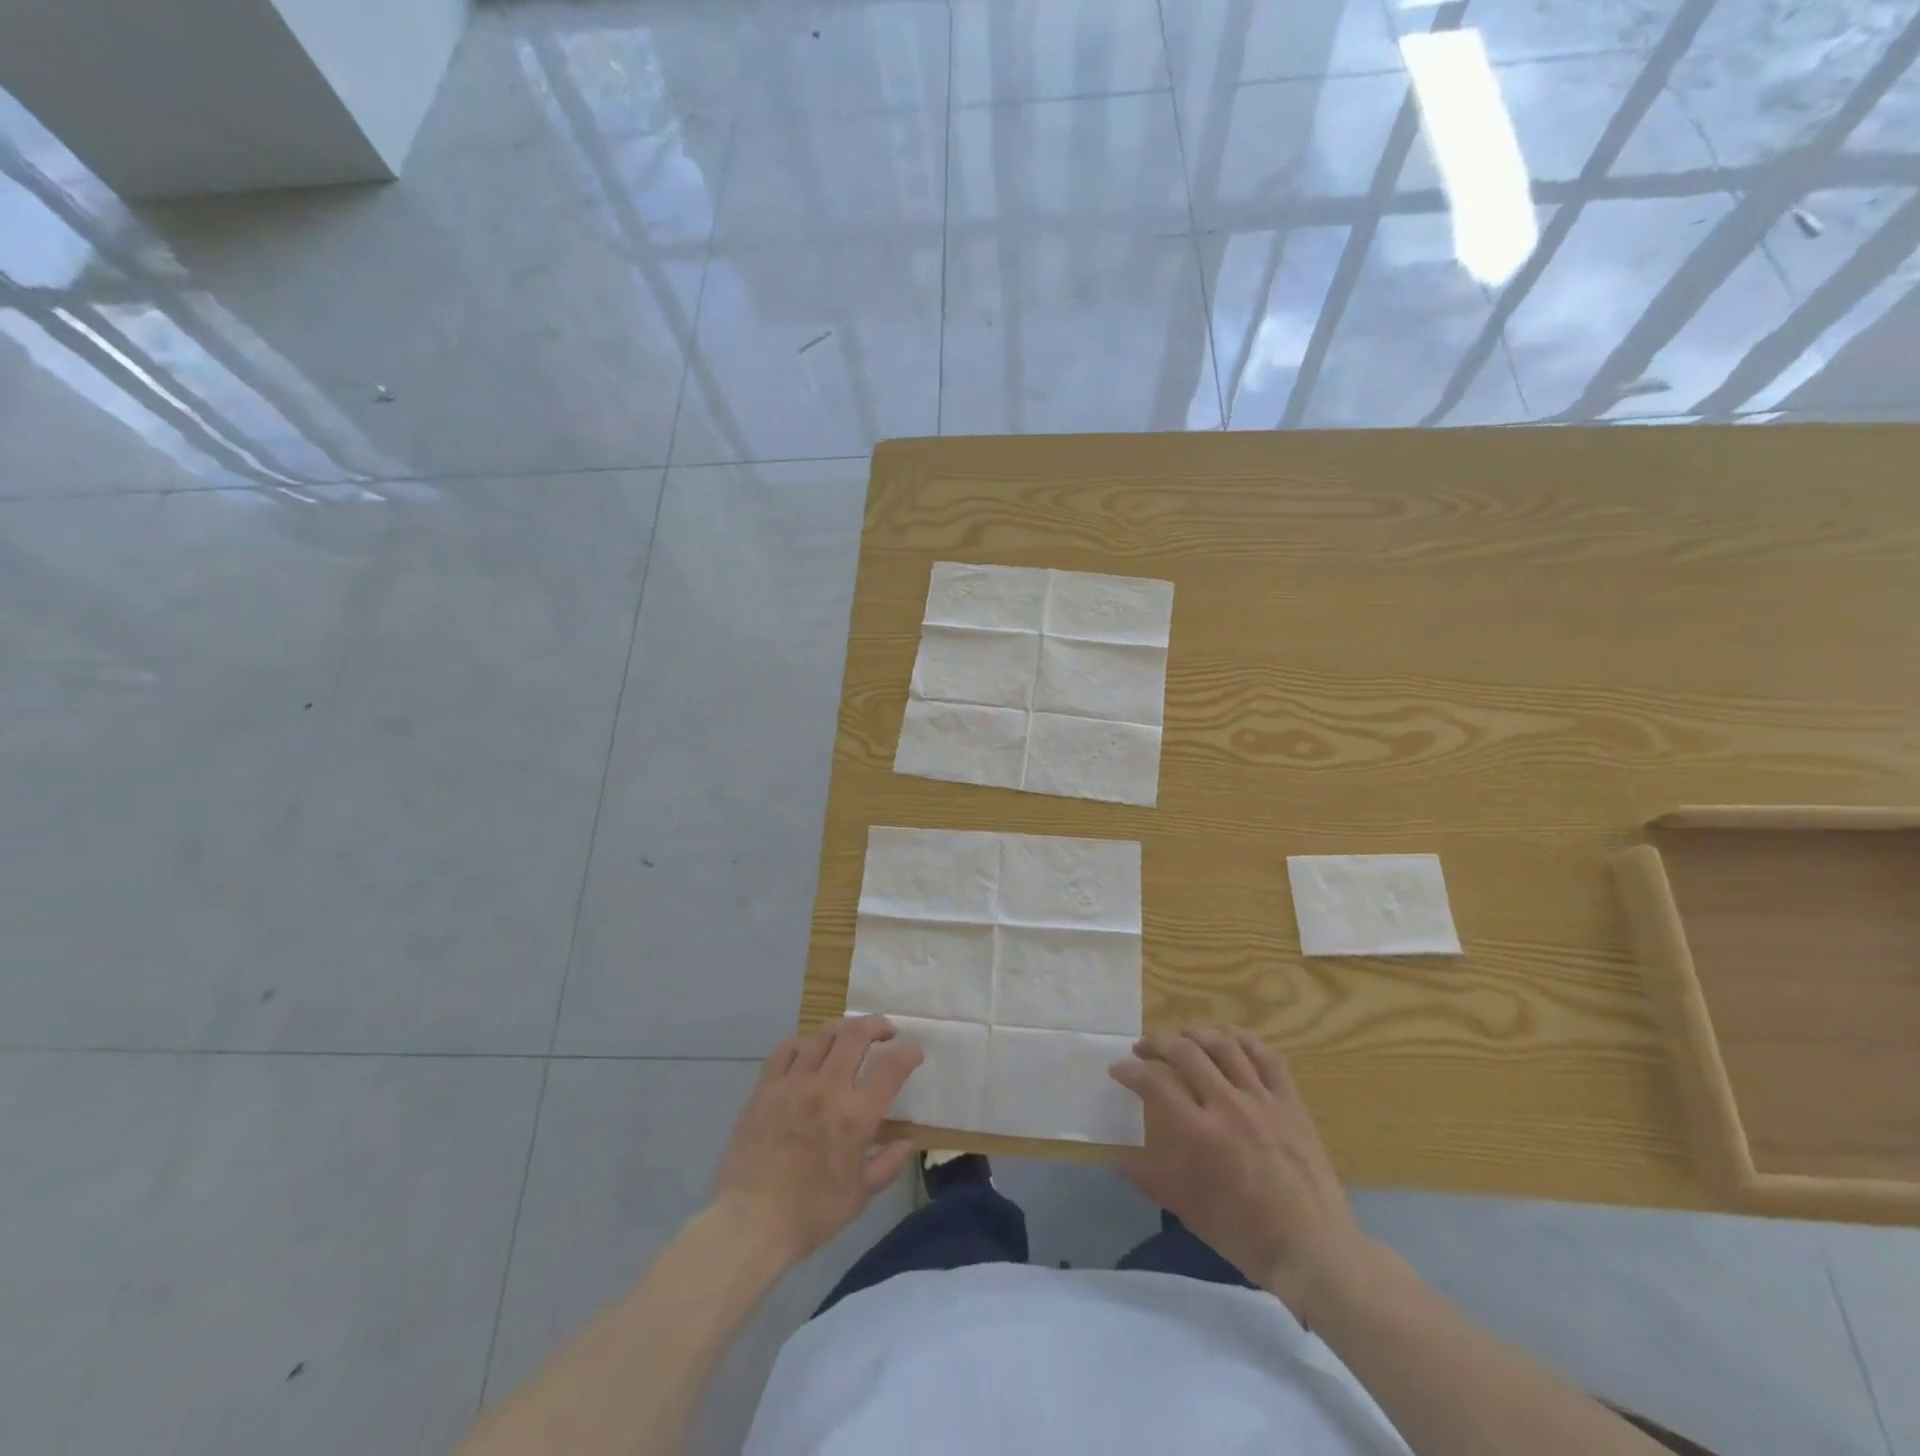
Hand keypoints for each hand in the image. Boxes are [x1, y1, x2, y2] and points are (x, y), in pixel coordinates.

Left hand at [711, 1015, 923, 1264]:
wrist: (750, 1222)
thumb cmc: (811, 1213)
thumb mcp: (860, 1195)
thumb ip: (889, 1163)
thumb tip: (910, 1141)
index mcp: (856, 1116)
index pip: (891, 1068)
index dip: (908, 1054)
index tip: (913, 1053)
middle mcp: (827, 1089)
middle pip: (856, 1035)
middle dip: (876, 1025)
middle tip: (885, 1031)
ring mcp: (794, 1083)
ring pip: (823, 1035)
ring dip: (843, 1029)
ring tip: (849, 1035)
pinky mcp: (766, 1087)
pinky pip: (786, 1049)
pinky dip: (803, 1043)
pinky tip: (808, 1051)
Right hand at [1110, 1027, 1376, 1320]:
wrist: (1313, 1250)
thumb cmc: (1244, 1234)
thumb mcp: (1187, 1210)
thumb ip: (1148, 1177)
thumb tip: (1116, 1156)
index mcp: (1199, 1133)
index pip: (1155, 1083)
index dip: (1131, 1071)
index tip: (1118, 1069)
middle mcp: (1228, 1105)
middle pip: (1186, 1052)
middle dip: (1157, 1043)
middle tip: (1142, 1048)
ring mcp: (1263, 1100)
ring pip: (1224, 1045)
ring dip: (1195, 1033)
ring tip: (1180, 1035)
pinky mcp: (1290, 1102)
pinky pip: (1266, 1056)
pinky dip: (1243, 1039)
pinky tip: (1228, 1037)